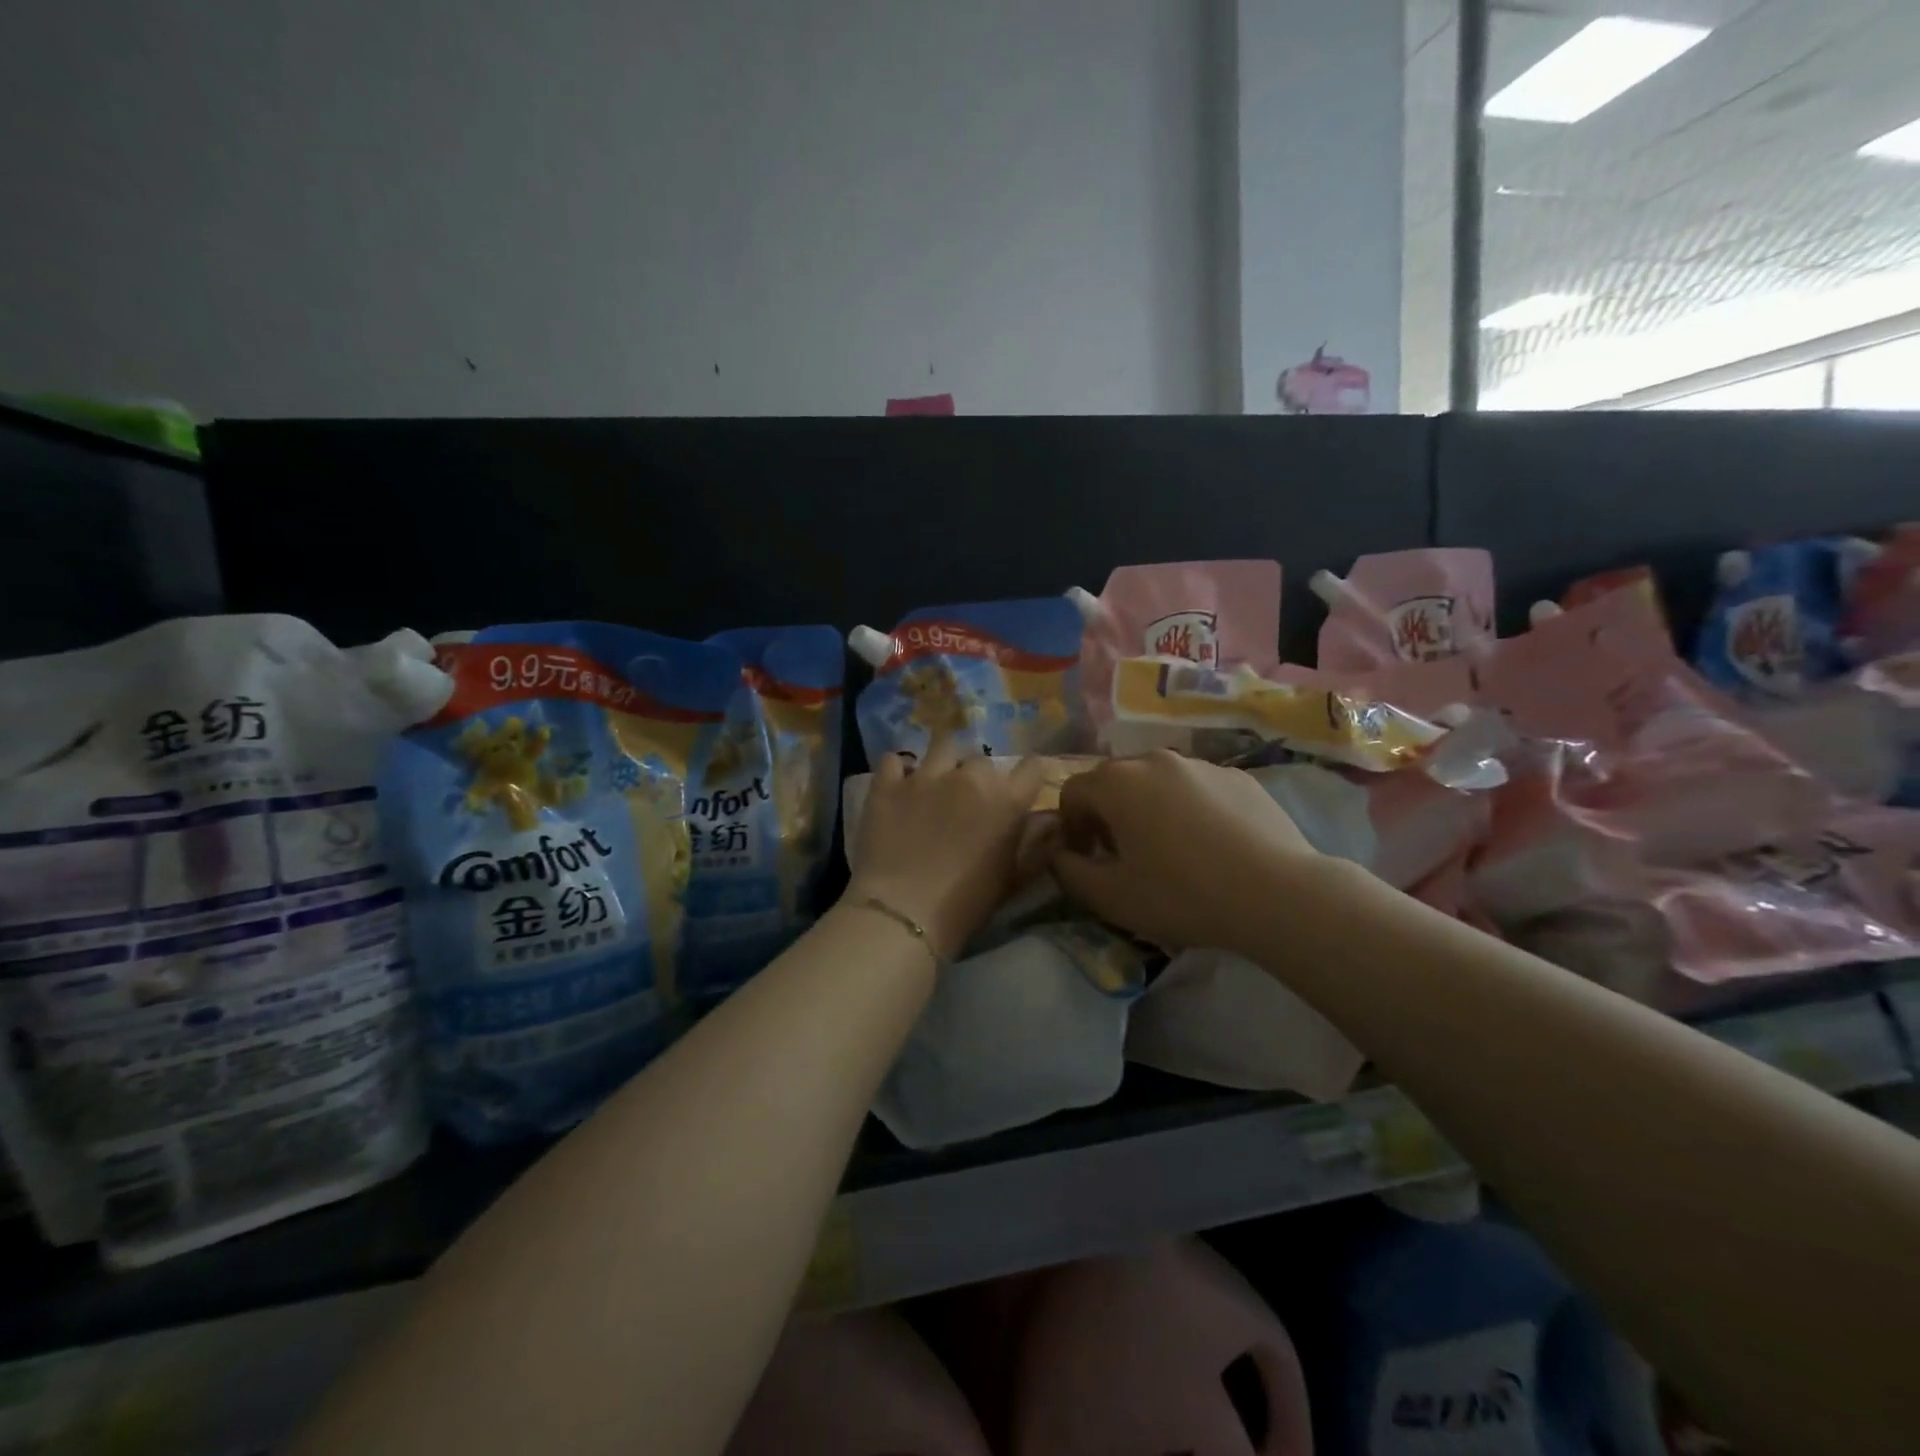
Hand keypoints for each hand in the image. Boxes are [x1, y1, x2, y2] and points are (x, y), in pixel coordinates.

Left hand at [845, 734, 1052, 959]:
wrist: (903, 911)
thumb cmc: (966, 903)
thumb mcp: (1013, 879)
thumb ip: (1038, 844)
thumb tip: (1054, 819)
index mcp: (1006, 800)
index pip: (1033, 766)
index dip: (1030, 774)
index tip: (1024, 786)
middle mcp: (970, 777)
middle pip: (983, 759)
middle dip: (980, 776)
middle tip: (970, 801)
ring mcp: (926, 776)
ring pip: (942, 747)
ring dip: (944, 762)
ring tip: (936, 783)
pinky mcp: (888, 784)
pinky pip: (894, 760)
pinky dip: (898, 770)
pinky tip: (899, 785)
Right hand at [1050, 750, 1329, 953]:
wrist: (1277, 895)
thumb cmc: (1182, 895)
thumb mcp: (1110, 897)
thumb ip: (1068, 871)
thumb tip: (1058, 855)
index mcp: (1117, 782)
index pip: (1072, 791)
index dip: (1070, 826)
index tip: (1086, 858)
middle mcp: (1154, 760)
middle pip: (1114, 781)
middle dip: (1107, 814)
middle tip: (1123, 855)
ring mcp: (1200, 764)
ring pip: (1157, 781)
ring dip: (1148, 809)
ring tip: (1169, 850)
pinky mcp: (1238, 777)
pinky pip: (1196, 788)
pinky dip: (1189, 809)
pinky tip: (1210, 846)